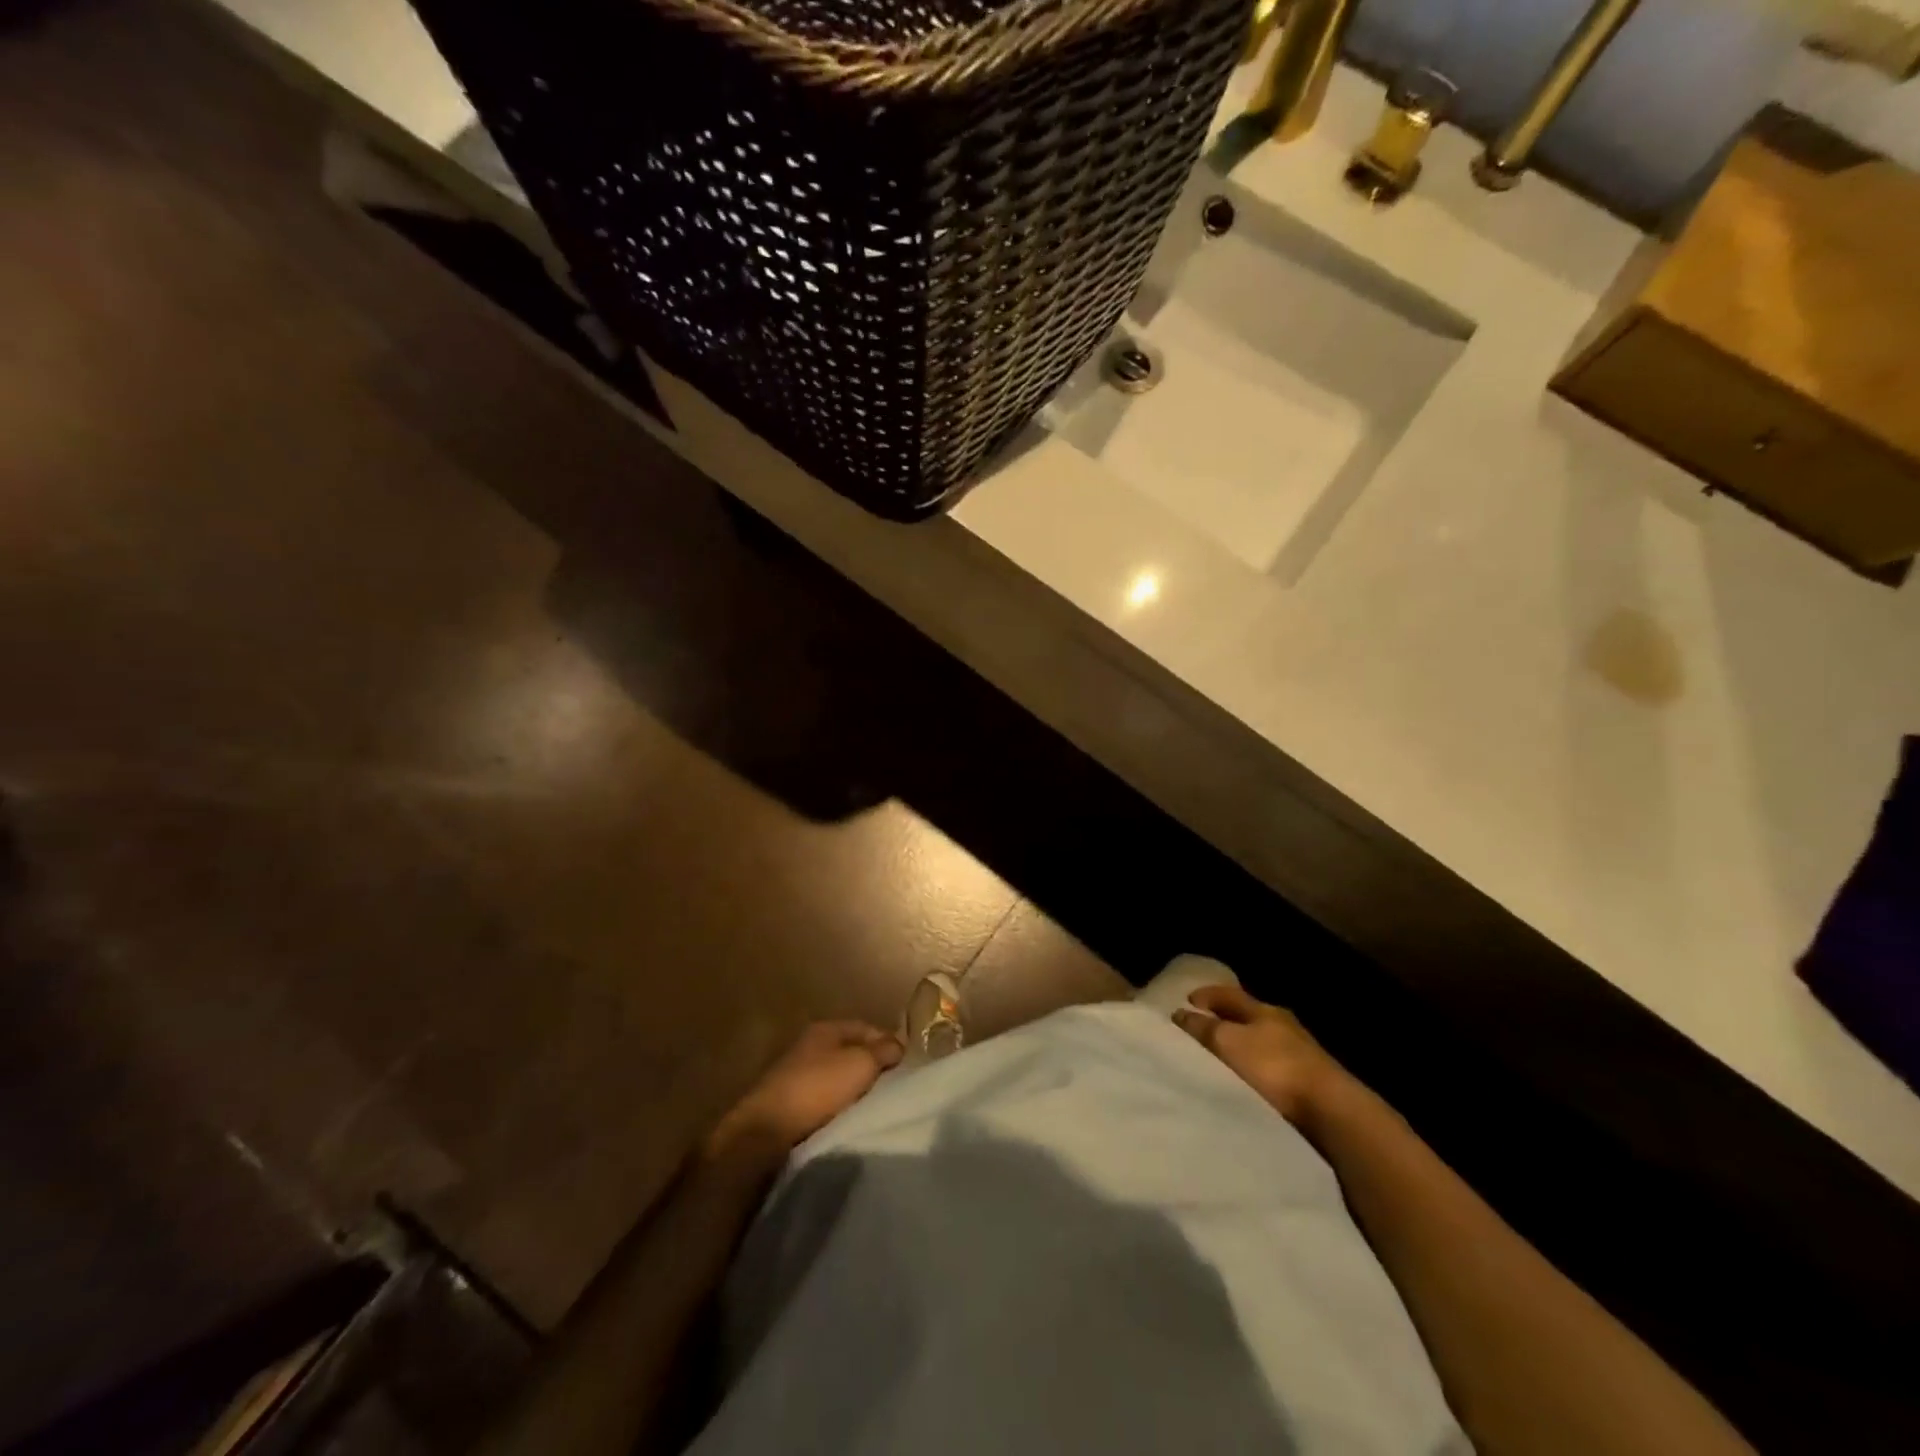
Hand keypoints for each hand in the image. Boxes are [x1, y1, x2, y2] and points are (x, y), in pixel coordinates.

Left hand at [711, 1020, 902, 1155]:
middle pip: (851, 1052)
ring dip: (854, 1088)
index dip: (888, 1042)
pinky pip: (824, 1098)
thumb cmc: (818, 1088)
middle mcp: (809, 1046)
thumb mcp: (860, 1063)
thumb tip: (897, 1046)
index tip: (907, 1064)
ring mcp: (796, 1074)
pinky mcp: (788, 1103)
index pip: (866, 1027)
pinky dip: (838, 1105)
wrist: (766, 1131)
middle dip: (872, 1066)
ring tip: (874, 1105)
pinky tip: (848, 1118)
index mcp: (826, 1028)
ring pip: (837, 1076)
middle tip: (894, 1086)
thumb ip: (883, 1051)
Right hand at [1174, 985, 1347, 1125]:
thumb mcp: (1228, 1043)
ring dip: (1241, 1044)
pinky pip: (1273, 1064)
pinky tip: (1248, 1078)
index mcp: (1262, 1009)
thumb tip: (1180, 1013)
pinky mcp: (1309, 1079)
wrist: (1330, 1109)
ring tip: (1222, 1056)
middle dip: (1224, 1018)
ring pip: (1262, 1040)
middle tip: (1202, 1025)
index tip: (1187, 1000)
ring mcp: (1300, 1052)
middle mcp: (1282, 1024)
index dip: (1206, 995)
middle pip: (1247, 1015)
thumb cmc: (1273, 1067)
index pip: (1228, 994)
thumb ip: (1203, 1028)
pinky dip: (1256, 1066)